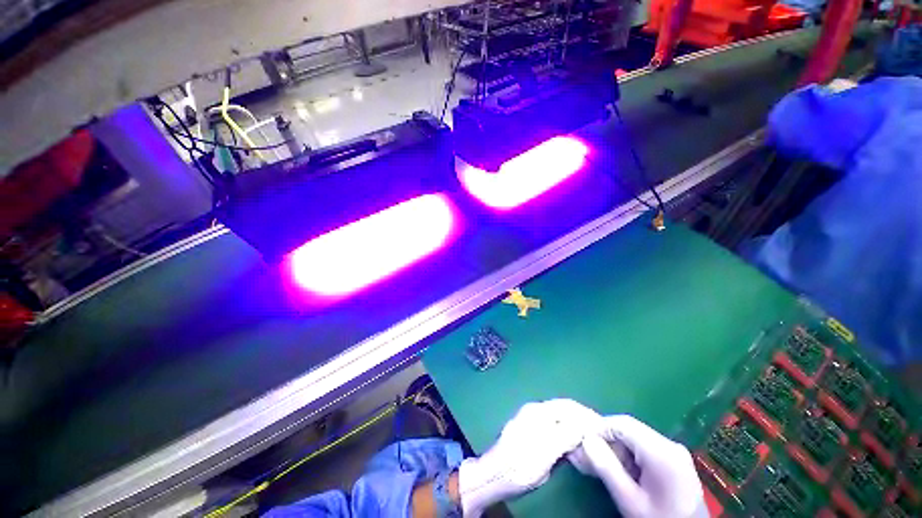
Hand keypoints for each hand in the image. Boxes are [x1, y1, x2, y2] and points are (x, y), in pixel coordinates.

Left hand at [458, 399, 599, 516]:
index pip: (568, 407)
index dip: (587, 415)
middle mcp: (535, 411)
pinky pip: (554, 426)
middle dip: (583, 419)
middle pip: (564, 410)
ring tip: (591, 440)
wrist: (494, 475)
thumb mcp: (544, 453)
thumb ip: (564, 436)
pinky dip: (567, 433)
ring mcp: (532, 420)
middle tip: (600, 435)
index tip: (603, 428)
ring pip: (560, 418)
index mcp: (538, 412)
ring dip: (576, 426)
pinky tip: (574, 445)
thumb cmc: (518, 465)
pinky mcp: (531, 432)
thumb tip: (585, 426)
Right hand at [568, 415, 705, 517]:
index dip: (599, 428)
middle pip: (629, 429)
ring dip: (618, 449)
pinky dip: (630, 456)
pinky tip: (624, 472)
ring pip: (636, 438)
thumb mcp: (630, 500)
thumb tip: (585, 439)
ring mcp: (675, 452)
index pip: (622, 423)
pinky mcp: (675, 460)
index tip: (583, 441)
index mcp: (662, 451)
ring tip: (605, 467)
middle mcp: (670, 444)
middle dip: (608, 440)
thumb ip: (607, 468)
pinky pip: (645, 448)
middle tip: (590, 457)